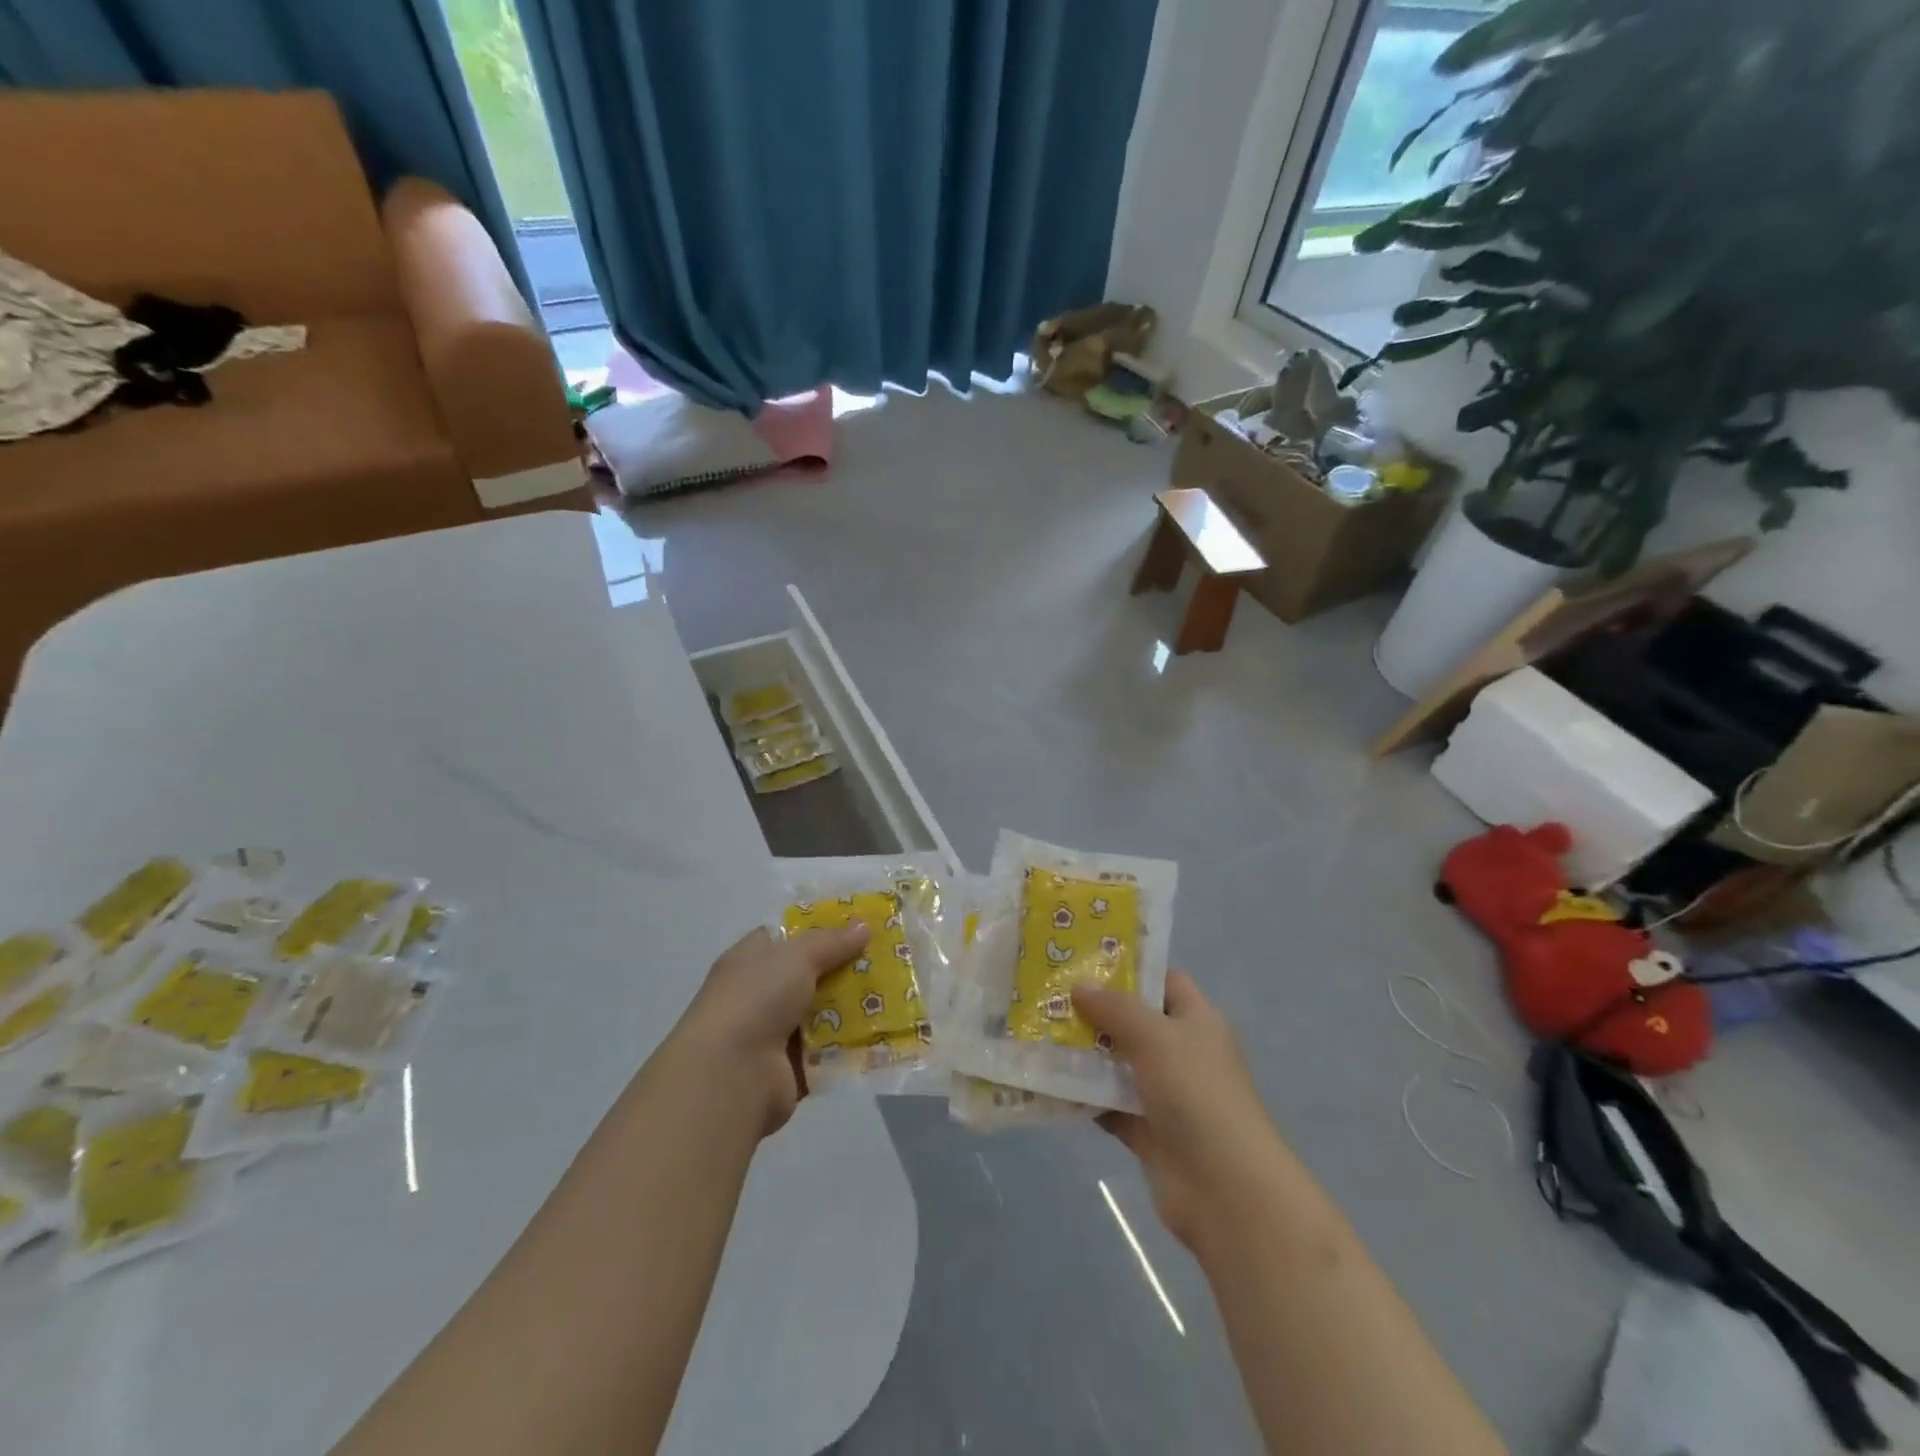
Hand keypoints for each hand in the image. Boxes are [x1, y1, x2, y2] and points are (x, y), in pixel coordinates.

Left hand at [671, 922, 868, 1136]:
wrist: (730, 1075)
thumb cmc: (756, 999)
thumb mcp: (795, 956)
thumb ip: (830, 941)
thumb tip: (862, 926)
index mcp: (751, 960)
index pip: (787, 937)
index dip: (821, 929)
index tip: (859, 926)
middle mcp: (760, 994)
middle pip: (812, 975)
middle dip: (847, 969)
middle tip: (889, 960)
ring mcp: (775, 1034)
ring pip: (824, 1013)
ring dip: (854, 1009)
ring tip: (896, 996)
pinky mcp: (791, 1069)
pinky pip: (829, 1051)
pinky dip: (851, 1046)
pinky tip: (884, 1034)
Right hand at [1074, 972, 1289, 1251]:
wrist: (1225, 1190)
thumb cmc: (1196, 1094)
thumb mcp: (1156, 1037)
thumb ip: (1115, 1008)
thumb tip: (1079, 986)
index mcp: (1197, 1020)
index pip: (1162, 980)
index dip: (1128, 967)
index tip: (1082, 958)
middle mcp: (1182, 1052)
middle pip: (1134, 1021)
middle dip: (1094, 1010)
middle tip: (1047, 994)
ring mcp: (1165, 1094)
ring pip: (1118, 1064)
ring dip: (1084, 1054)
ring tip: (1038, 1032)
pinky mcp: (1148, 1131)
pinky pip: (1110, 1104)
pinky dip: (1085, 1096)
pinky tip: (1048, 1082)